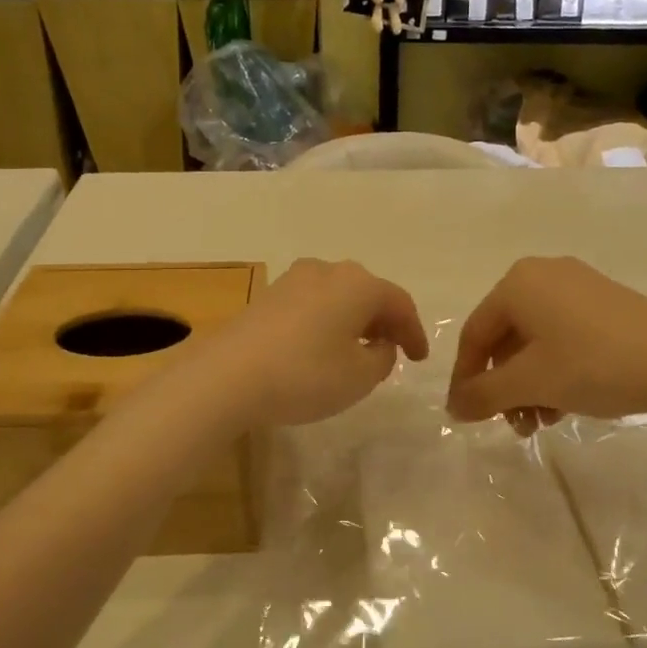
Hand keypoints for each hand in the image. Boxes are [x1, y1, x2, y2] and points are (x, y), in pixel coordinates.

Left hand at [196, 259, 428, 429]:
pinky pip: (312, 305)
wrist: (226, 376)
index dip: (414, 332)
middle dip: (384, 321)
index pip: (400, 303)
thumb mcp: (360, 376)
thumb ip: (382, 358)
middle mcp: (328, 271)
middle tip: (392, 350)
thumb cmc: (305, 375)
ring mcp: (293, 280)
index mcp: (359, 284)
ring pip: (338, 296)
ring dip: (354, 320)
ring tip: (357, 350)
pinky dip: (327, 322)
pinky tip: (322, 347)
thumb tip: (379, 344)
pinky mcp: (268, 296)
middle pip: (368, 293)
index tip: (419, 359)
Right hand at [446, 257, 646, 430]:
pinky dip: (555, 372)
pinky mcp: (606, 305)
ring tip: (541, 422)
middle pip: (506, 338)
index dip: (465, 378)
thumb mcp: (530, 382)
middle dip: (504, 387)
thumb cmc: (593, 364)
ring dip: (529, 386)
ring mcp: (579, 287)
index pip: (475, 334)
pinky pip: (563, 338)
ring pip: (536, 342)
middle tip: (513, 424)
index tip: (465, 416)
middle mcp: (544, 275)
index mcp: (518, 282)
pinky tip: (565, 405)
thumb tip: (453, 407)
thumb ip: (483, 394)